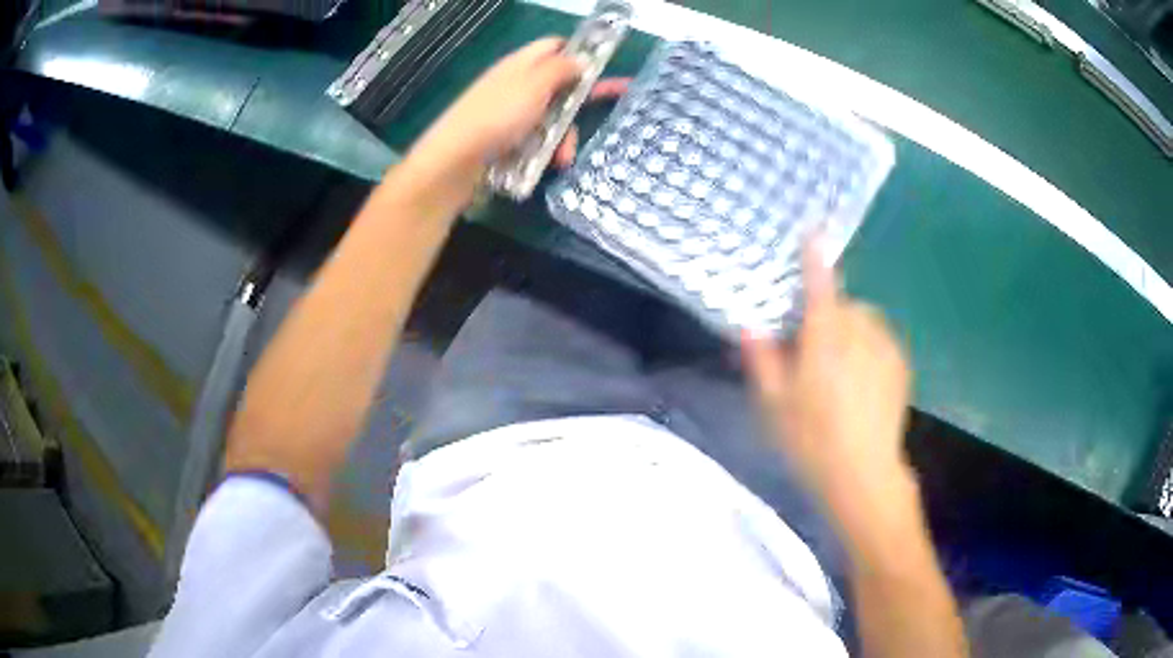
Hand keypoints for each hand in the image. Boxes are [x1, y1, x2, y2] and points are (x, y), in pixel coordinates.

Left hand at [403, 37, 629, 198]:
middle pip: (558, 86)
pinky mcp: (506, 142)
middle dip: (578, 103)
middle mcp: (517, 86)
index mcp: (522, 64)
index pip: (554, 47)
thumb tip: (581, 60)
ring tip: (564, 157)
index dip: (578, 54)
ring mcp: (510, 115)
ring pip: (552, 119)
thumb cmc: (497, 116)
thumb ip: (561, 68)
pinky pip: (537, 141)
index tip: (601, 69)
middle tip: (604, 110)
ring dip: (564, 137)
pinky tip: (551, 165)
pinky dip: (548, 152)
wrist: (455, 162)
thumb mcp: (535, 84)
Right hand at [742, 238, 912, 505]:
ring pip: (864, 321)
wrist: (864, 474)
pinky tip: (861, 382)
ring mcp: (885, 348)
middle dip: (828, 315)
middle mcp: (860, 332)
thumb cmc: (812, 439)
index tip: (813, 233)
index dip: (814, 258)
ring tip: (839, 369)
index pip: (819, 285)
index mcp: (825, 337)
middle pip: (843, 305)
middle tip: (812, 349)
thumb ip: (761, 359)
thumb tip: (749, 326)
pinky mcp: (900, 365)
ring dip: (850, 330)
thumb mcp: (773, 404)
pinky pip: (880, 340)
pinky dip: (868, 347)